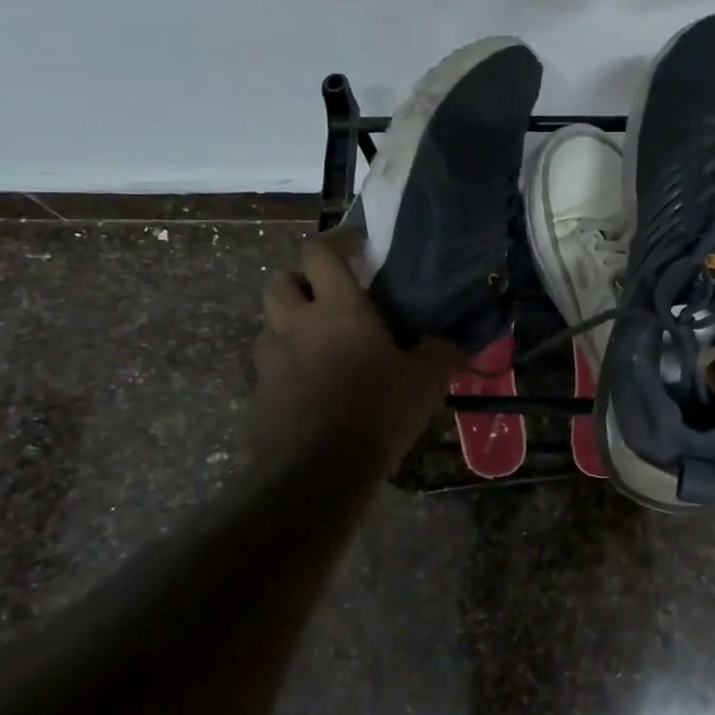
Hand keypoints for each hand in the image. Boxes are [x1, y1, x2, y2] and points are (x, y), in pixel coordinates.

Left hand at [253, 236, 459, 475]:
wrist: (317, 472)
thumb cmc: (377, 411)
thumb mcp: (425, 382)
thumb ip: (441, 355)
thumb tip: (456, 346)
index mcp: (337, 308)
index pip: (320, 252)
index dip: (337, 243)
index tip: (357, 249)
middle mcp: (295, 324)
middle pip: (280, 280)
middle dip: (301, 280)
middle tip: (328, 296)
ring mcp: (270, 359)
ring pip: (269, 323)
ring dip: (289, 323)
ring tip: (317, 343)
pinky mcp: (258, 394)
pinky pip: (268, 366)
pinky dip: (285, 365)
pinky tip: (310, 386)